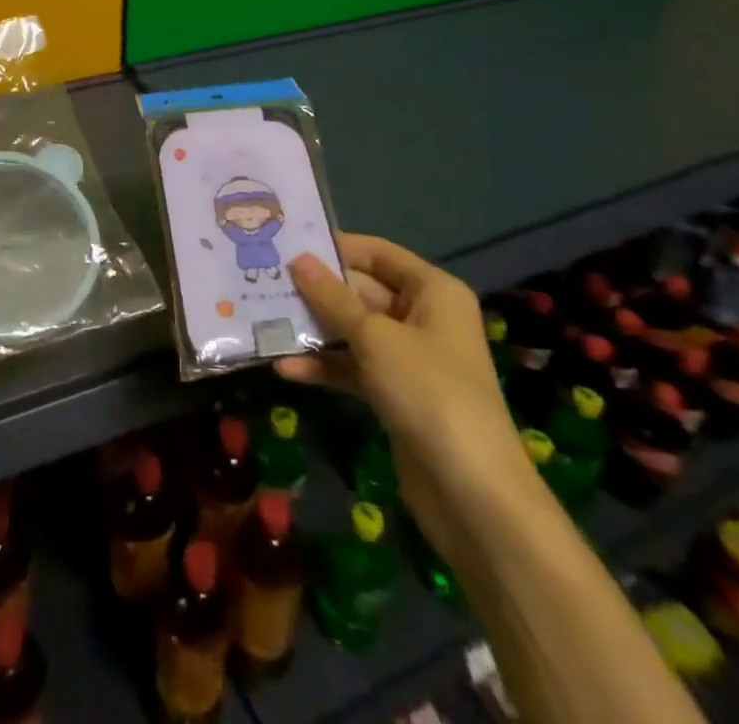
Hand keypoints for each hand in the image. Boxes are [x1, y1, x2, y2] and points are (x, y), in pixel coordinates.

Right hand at [276, 233, 534, 542]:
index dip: (335, 247)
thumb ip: (332, 298)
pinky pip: (353, 367)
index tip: (288, 243)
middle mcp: (422, 317)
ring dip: (313, 330)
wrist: (473, 495)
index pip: (378, 254)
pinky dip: (324, 366)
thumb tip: (297, 260)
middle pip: (360, 291)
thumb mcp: (375, 339)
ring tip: (265, 322)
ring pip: (352, 331)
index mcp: (433, 291)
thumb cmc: (429, 393)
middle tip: (265, 282)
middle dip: (315, 292)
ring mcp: (408, 358)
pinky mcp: (395, 394)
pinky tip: (285, 369)